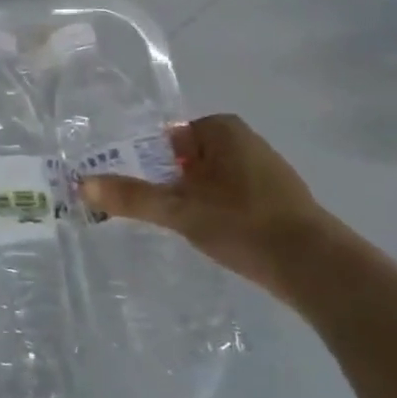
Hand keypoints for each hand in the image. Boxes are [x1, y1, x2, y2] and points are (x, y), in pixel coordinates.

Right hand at [80, 114, 333, 301]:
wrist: (316, 267)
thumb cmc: (243, 223)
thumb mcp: (178, 209)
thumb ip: (131, 196)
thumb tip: (80, 184)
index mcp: (222, 129)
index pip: (167, 138)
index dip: (146, 162)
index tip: (134, 188)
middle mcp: (246, 141)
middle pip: (187, 158)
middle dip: (168, 181)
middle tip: (151, 209)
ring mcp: (266, 171)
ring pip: (209, 180)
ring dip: (191, 198)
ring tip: (177, 225)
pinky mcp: (279, 200)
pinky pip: (231, 197)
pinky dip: (216, 211)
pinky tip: (211, 235)